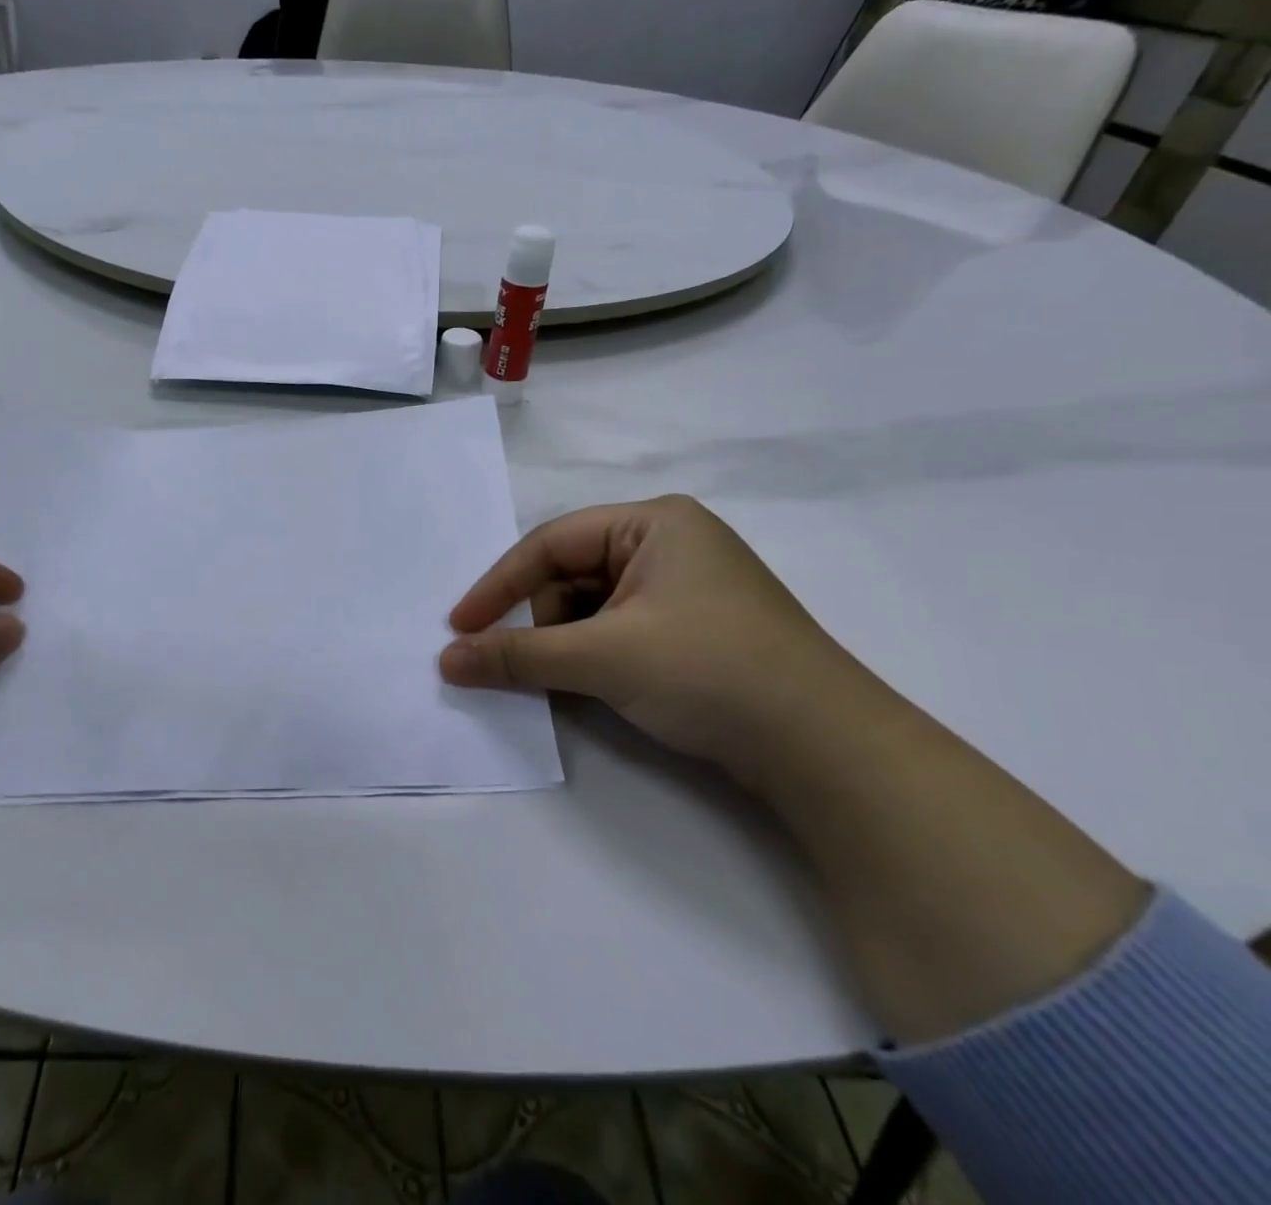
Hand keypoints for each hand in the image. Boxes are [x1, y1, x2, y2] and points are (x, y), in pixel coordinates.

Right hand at [439, 496, 864, 777]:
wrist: (828, 750)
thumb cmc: (708, 671)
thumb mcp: (602, 659)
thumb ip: (518, 656)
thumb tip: (446, 660)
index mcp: (654, 523)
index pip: (552, 544)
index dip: (499, 585)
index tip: (459, 627)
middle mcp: (670, 543)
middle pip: (572, 574)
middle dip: (539, 619)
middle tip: (514, 662)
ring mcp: (687, 587)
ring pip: (594, 605)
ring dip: (566, 642)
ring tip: (561, 680)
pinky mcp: (696, 628)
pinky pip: (621, 628)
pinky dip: (594, 654)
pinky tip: (592, 685)